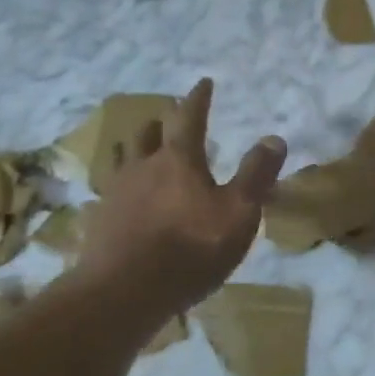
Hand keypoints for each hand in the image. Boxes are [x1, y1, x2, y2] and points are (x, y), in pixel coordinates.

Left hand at [72, 78, 285, 310]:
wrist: (123, 293)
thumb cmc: (190, 249)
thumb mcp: (238, 213)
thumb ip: (256, 175)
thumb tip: (274, 138)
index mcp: (179, 160)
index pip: (190, 117)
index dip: (198, 98)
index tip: (203, 82)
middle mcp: (143, 166)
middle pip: (149, 133)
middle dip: (163, 121)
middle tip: (171, 116)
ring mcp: (117, 192)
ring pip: (125, 157)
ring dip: (137, 146)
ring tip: (143, 147)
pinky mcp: (100, 220)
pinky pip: (111, 189)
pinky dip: (123, 183)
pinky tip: (125, 196)